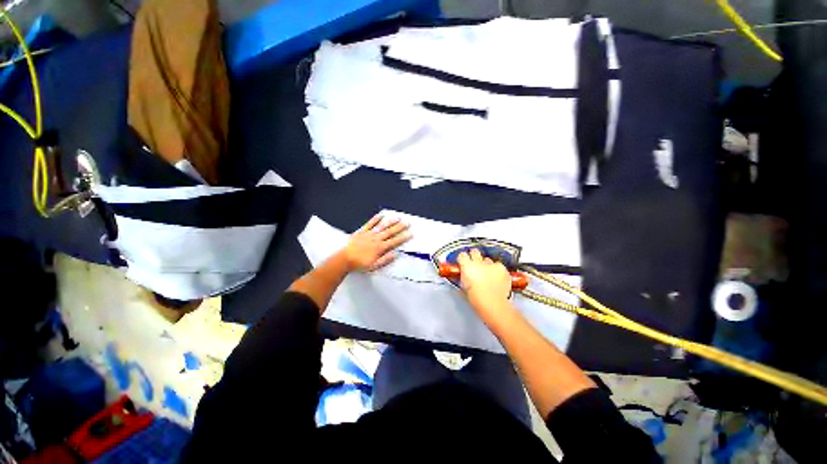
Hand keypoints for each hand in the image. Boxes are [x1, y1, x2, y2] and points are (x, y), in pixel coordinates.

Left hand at [341, 214, 411, 270]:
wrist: (345, 259)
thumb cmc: (360, 264)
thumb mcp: (374, 266)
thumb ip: (385, 260)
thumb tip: (395, 254)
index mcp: (380, 248)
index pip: (394, 241)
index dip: (403, 237)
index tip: (410, 234)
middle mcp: (376, 239)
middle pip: (390, 232)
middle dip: (400, 227)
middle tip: (407, 222)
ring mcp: (369, 234)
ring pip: (382, 226)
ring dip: (390, 222)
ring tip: (398, 217)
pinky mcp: (362, 231)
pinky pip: (370, 224)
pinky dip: (375, 219)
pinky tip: (381, 215)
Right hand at [457, 249, 515, 321]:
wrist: (493, 304)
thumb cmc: (477, 299)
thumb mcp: (463, 288)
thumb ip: (463, 279)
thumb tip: (463, 278)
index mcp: (467, 266)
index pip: (462, 255)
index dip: (462, 259)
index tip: (463, 262)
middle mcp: (478, 262)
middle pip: (475, 252)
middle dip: (474, 256)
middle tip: (474, 264)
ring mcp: (491, 264)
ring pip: (487, 260)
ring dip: (486, 265)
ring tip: (487, 275)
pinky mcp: (502, 268)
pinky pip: (499, 265)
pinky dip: (498, 270)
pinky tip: (497, 278)